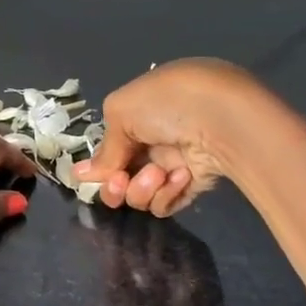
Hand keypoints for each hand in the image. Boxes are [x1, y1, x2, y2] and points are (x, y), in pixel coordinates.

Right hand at [75, 58, 268, 215]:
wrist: (222, 119)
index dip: (100, 163)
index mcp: (140, 110)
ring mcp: (174, 162)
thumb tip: (83, 174)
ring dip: (142, 187)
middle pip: (121, 174)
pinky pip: (166, 202)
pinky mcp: (193, 185)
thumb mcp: (122, 112)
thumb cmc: (167, 103)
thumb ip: (104, 148)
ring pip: (140, 193)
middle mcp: (155, 137)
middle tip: (119, 184)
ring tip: (157, 174)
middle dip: (115, 184)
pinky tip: (180, 177)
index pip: (112, 144)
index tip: (90, 176)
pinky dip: (167, 194)